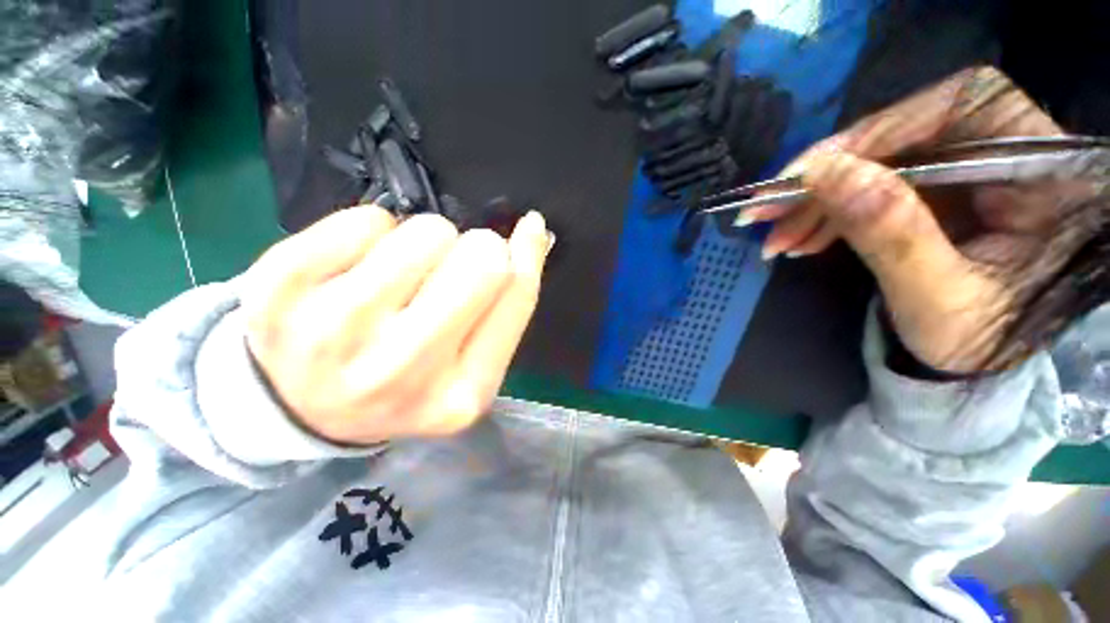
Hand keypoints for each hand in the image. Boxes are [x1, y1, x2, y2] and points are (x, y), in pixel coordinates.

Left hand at [240, 207, 548, 444]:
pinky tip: (356, 269)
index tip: (527, 230)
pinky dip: (374, 232)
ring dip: (426, 242)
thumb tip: (535, 233)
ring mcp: (333, 334)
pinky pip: (366, 219)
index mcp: (460, 394)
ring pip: (428, 232)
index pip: (516, 294)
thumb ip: (508, 304)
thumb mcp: (470, 364)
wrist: (301, 407)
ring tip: (401, 277)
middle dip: (478, 249)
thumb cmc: (405, 380)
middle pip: (481, 261)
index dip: (526, 254)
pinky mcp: (277, 291)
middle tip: (451, 271)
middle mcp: (401, 371)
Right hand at [745, 67, 1103, 371]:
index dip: (869, 137)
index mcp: (1042, 166)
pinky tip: (804, 238)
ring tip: (778, 238)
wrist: (995, 357)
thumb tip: (824, 173)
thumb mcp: (940, 298)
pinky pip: (876, 186)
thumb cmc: (985, 339)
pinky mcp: (942, 187)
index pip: (951, 109)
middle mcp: (1011, 146)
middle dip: (828, 176)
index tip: (800, 178)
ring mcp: (971, 165)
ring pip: (879, 163)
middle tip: (768, 214)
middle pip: (905, 133)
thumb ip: (891, 233)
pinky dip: (834, 212)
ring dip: (820, 201)